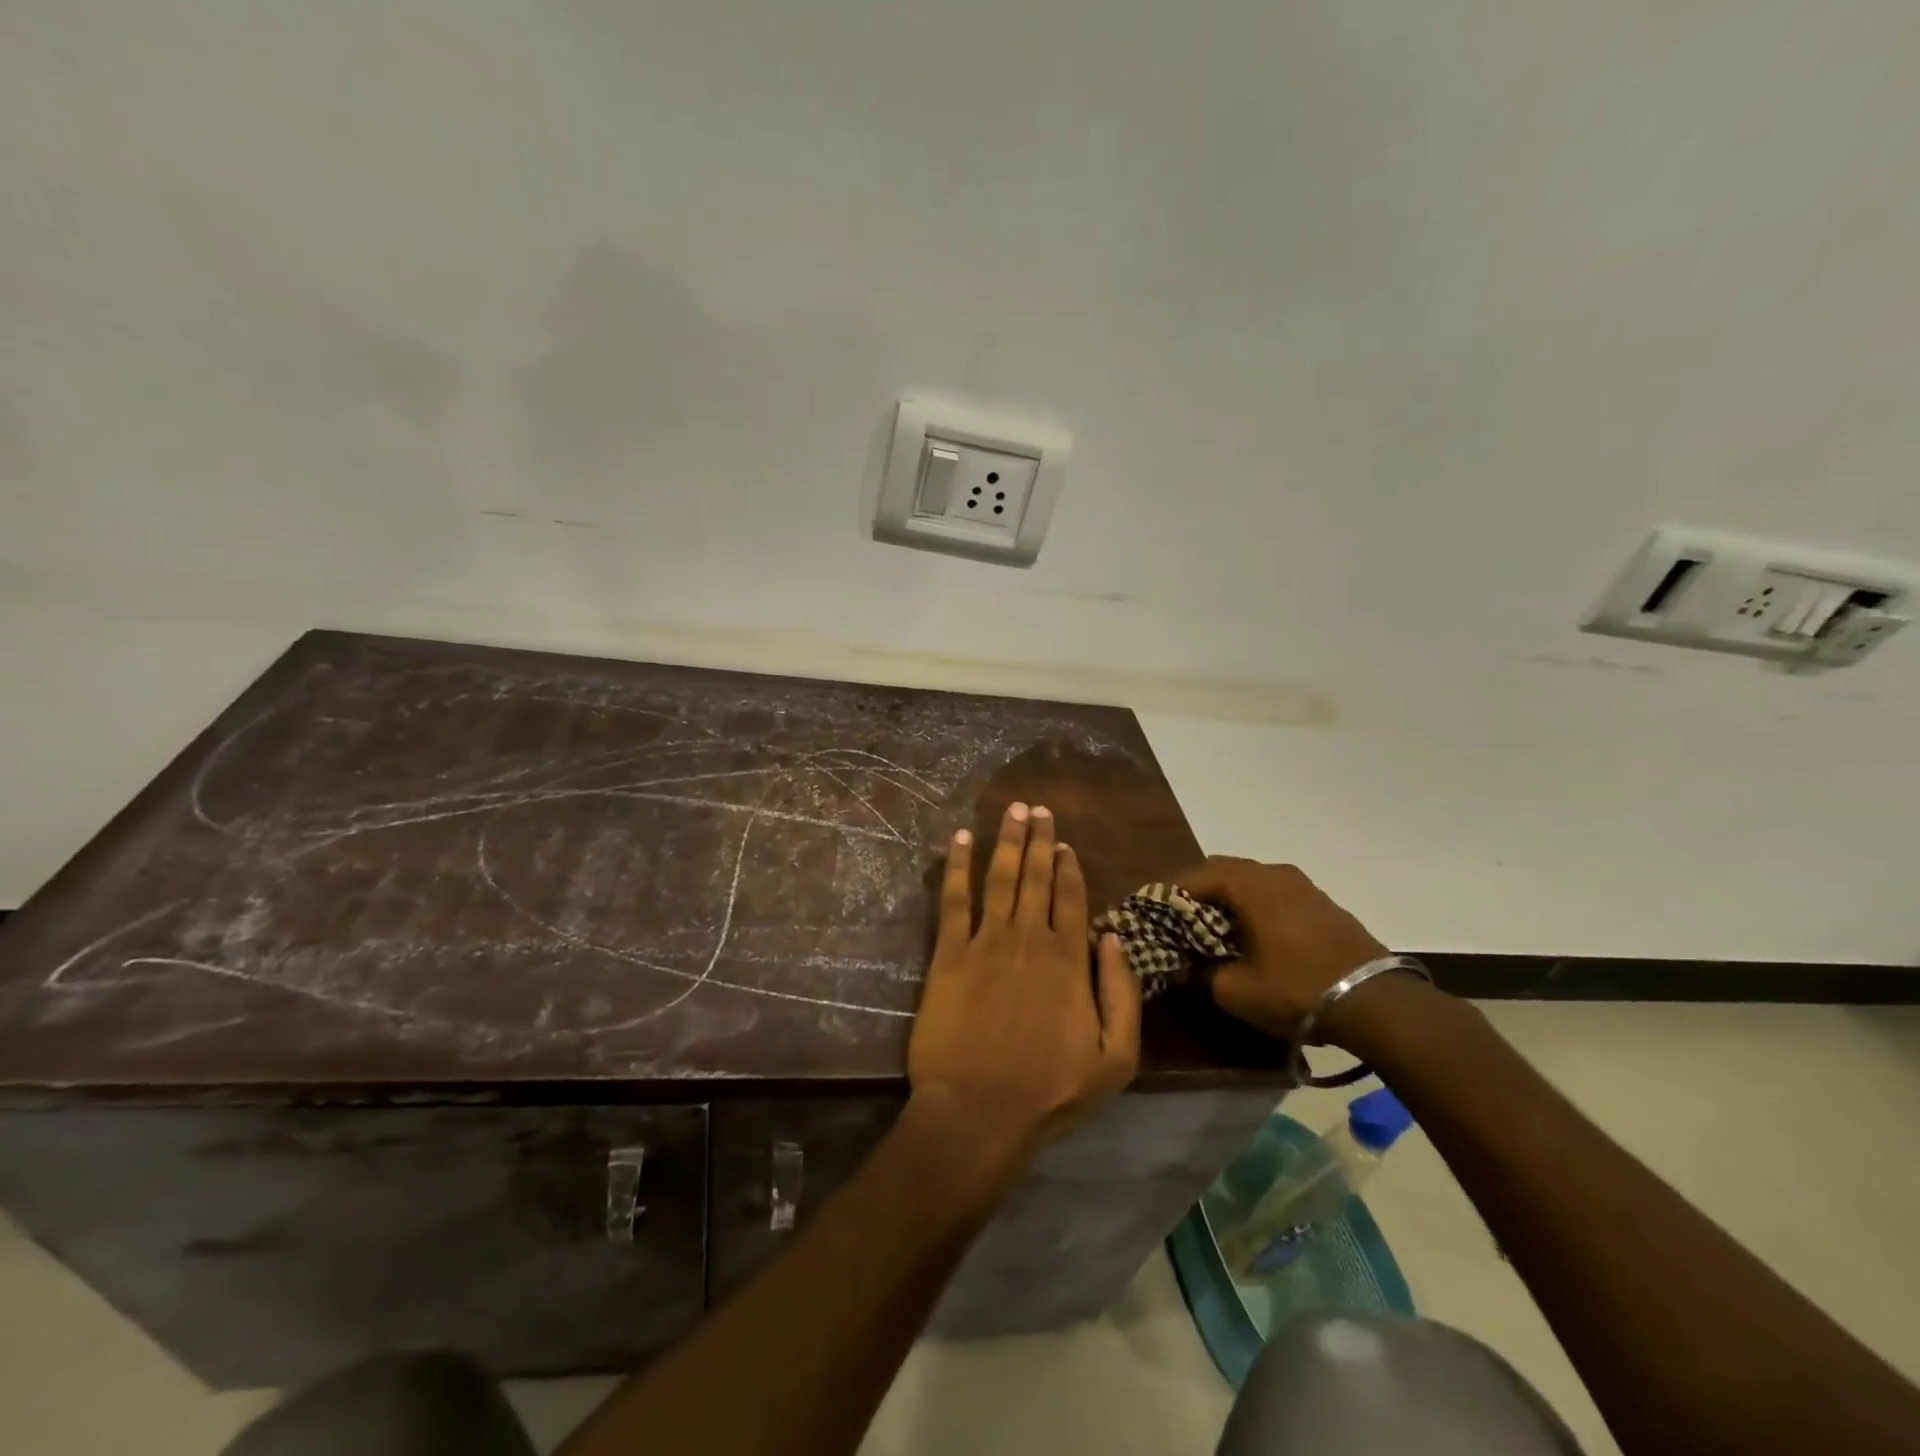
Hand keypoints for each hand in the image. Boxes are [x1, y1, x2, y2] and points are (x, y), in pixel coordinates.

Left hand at [907, 802, 1141, 1167]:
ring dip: (1007, 841)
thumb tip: (1112, 936)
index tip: (1064, 843)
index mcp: (1069, 961)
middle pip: (1036, 878)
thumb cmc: (1049, 1092)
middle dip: (1038, 840)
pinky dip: (959, 867)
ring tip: (1011, 810)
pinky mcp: (949, 955)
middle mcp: (1029, 939)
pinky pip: (954, 900)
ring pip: (1000, 878)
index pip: (1072, 899)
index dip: (1068, 867)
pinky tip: (962, 840)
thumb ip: (1121, 993)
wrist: (978, 1114)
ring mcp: (986, 943)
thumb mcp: (1115, 1059)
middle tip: (1036, 808)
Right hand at [1174, 857, 1388, 1044]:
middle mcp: (1273, 873)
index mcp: (1247, 884)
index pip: (1192, 876)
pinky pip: (1274, 893)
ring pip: (1250, 880)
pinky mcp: (1322, 903)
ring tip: (1213, 927)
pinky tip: (1252, 933)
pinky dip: (1254, 905)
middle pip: (1221, 870)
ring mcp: (1302, 885)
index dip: (1166, 895)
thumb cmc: (1295, 990)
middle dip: (1196, 891)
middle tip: (1178, 920)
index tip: (1149, 914)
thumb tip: (1184, 965)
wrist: (1376, 1004)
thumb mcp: (1235, 990)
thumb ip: (1201, 972)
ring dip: (1227, 898)